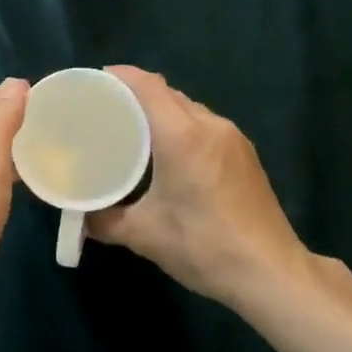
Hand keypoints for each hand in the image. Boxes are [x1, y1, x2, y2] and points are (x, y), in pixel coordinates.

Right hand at [90, 67, 311, 310]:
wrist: (272, 274)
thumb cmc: (204, 246)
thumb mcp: (144, 235)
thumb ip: (104, 221)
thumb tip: (79, 217)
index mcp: (182, 135)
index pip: (147, 85)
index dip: (120, 76)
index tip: (94, 82)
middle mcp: (209, 125)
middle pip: (167, 92)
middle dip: (135, 93)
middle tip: (106, 109)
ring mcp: (232, 137)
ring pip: (187, 107)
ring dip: (160, 109)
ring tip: (133, 128)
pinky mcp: (244, 153)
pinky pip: (204, 123)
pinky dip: (181, 125)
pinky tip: (169, 151)